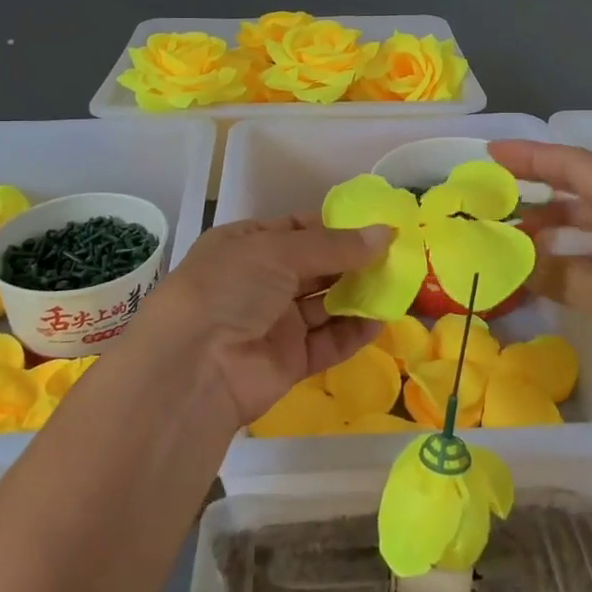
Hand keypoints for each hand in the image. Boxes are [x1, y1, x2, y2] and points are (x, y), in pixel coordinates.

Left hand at [122, 216, 390, 427]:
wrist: (194, 367)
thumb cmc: (230, 287)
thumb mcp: (278, 251)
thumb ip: (335, 245)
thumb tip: (386, 233)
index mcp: (246, 245)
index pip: (297, 229)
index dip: (335, 227)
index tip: (376, 225)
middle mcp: (260, 281)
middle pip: (316, 266)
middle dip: (353, 261)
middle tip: (397, 255)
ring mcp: (274, 322)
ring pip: (325, 304)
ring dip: (358, 295)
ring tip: (398, 285)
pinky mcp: (288, 360)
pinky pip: (327, 342)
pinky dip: (353, 332)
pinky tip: (380, 321)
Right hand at [490, 140, 591, 423]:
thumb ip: (557, 274)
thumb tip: (509, 259)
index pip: (578, 166)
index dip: (532, 157)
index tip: (491, 153)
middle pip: (586, 190)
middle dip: (539, 189)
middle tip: (494, 193)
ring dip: (555, 227)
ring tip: (511, 234)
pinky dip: (574, 258)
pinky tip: (547, 270)